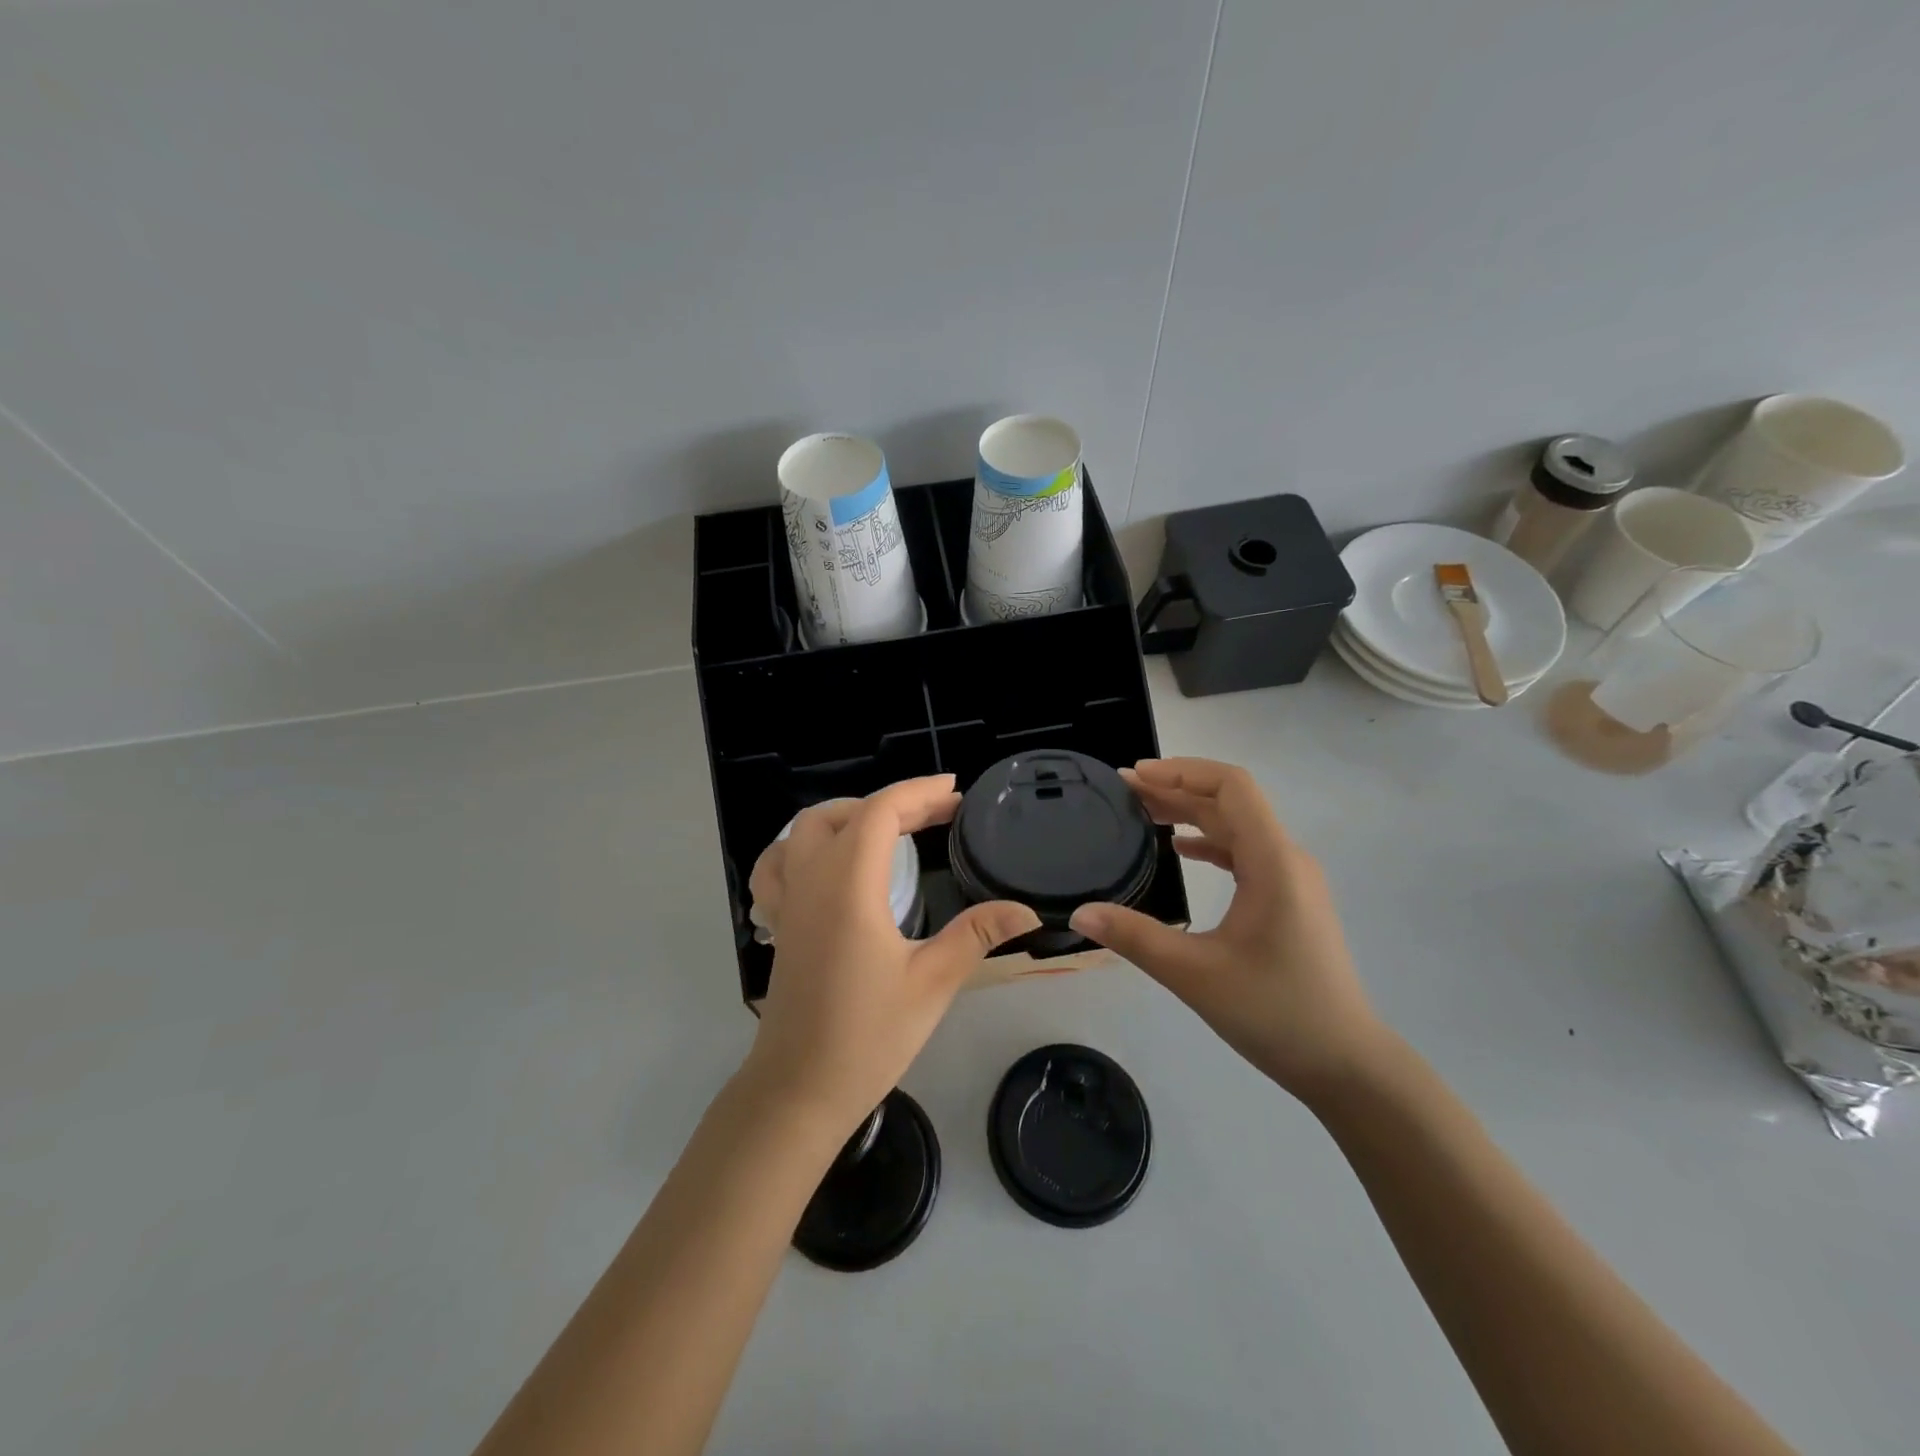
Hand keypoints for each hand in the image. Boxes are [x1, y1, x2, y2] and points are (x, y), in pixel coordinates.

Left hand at [746, 776, 1040, 1132]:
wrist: (799, 1090)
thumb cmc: (868, 1036)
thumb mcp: (932, 982)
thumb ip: (976, 934)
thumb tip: (1026, 910)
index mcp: (849, 886)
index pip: (879, 812)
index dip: (919, 793)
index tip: (956, 794)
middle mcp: (811, 881)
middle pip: (844, 814)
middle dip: (894, 804)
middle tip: (938, 815)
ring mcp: (787, 901)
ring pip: (803, 830)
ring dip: (846, 816)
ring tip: (886, 830)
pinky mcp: (778, 925)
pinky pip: (777, 865)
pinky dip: (802, 847)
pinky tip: (827, 864)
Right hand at [1069, 758, 1385, 1099]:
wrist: (1346, 1065)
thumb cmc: (1276, 1013)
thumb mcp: (1195, 975)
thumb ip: (1134, 938)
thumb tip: (1079, 914)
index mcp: (1273, 862)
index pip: (1232, 787)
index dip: (1182, 771)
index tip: (1136, 776)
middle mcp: (1287, 859)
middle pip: (1231, 802)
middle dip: (1177, 789)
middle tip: (1124, 791)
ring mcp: (1292, 880)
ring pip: (1238, 827)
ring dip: (1192, 814)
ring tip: (1143, 813)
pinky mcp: (1290, 901)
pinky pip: (1246, 853)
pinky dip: (1210, 842)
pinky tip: (1181, 849)